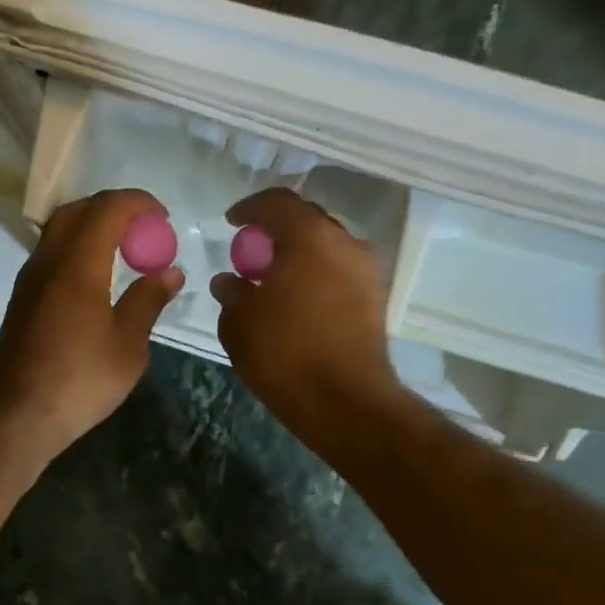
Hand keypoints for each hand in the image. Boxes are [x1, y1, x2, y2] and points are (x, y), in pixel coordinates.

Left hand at [0, 189, 182, 465]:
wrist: (14, 416)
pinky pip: (52, 253)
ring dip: (92, 226)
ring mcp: (29, 279)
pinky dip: (78, 248)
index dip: (138, 203)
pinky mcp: (22, 298)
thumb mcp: (128, 346)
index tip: (163, 217)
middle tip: (144, 228)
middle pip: (77, 211)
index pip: (107, 210)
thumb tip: (169, 271)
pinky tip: (98, 276)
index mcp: (78, 265)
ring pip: (59, 231)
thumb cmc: (79, 381)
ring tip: (125, 249)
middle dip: (113, 208)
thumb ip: (148, 301)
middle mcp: (48, 261)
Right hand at [210, 188, 400, 446]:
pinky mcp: (375, 297)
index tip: (231, 222)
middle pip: (306, 219)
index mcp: (309, 237)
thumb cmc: (285, 353)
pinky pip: (337, 270)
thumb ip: (231, 292)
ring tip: (271, 277)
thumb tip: (229, 281)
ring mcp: (365, 270)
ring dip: (297, 253)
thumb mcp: (240, 321)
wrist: (345, 401)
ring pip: (325, 246)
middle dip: (276, 229)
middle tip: (251, 249)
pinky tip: (294, 297)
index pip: (277, 202)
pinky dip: (314, 272)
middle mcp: (345, 243)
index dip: (250, 208)